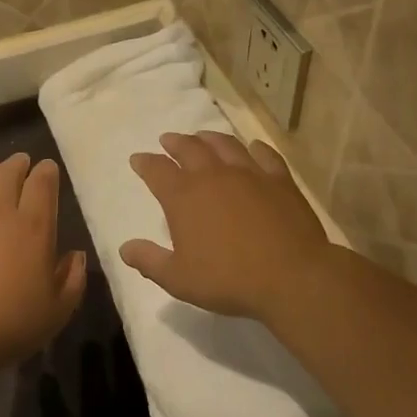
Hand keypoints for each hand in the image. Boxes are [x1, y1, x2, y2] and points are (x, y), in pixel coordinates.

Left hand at [0, 153, 87, 368]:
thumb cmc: (11, 324)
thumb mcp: (57, 310)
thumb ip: (72, 279)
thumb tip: (76, 255)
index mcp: (32, 226)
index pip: (42, 184)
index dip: (46, 172)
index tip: (47, 168)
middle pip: (6, 174)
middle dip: (16, 164)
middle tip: (19, 161)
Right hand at [120, 132, 332, 322]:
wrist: (291, 276)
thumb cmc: (229, 280)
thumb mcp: (179, 279)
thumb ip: (149, 262)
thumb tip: (125, 248)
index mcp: (184, 197)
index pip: (156, 171)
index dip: (144, 163)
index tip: (138, 159)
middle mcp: (213, 176)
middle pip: (189, 149)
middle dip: (174, 143)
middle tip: (168, 140)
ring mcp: (249, 173)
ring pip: (224, 145)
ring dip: (209, 138)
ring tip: (201, 136)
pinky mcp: (279, 179)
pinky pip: (264, 155)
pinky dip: (255, 148)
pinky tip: (252, 147)